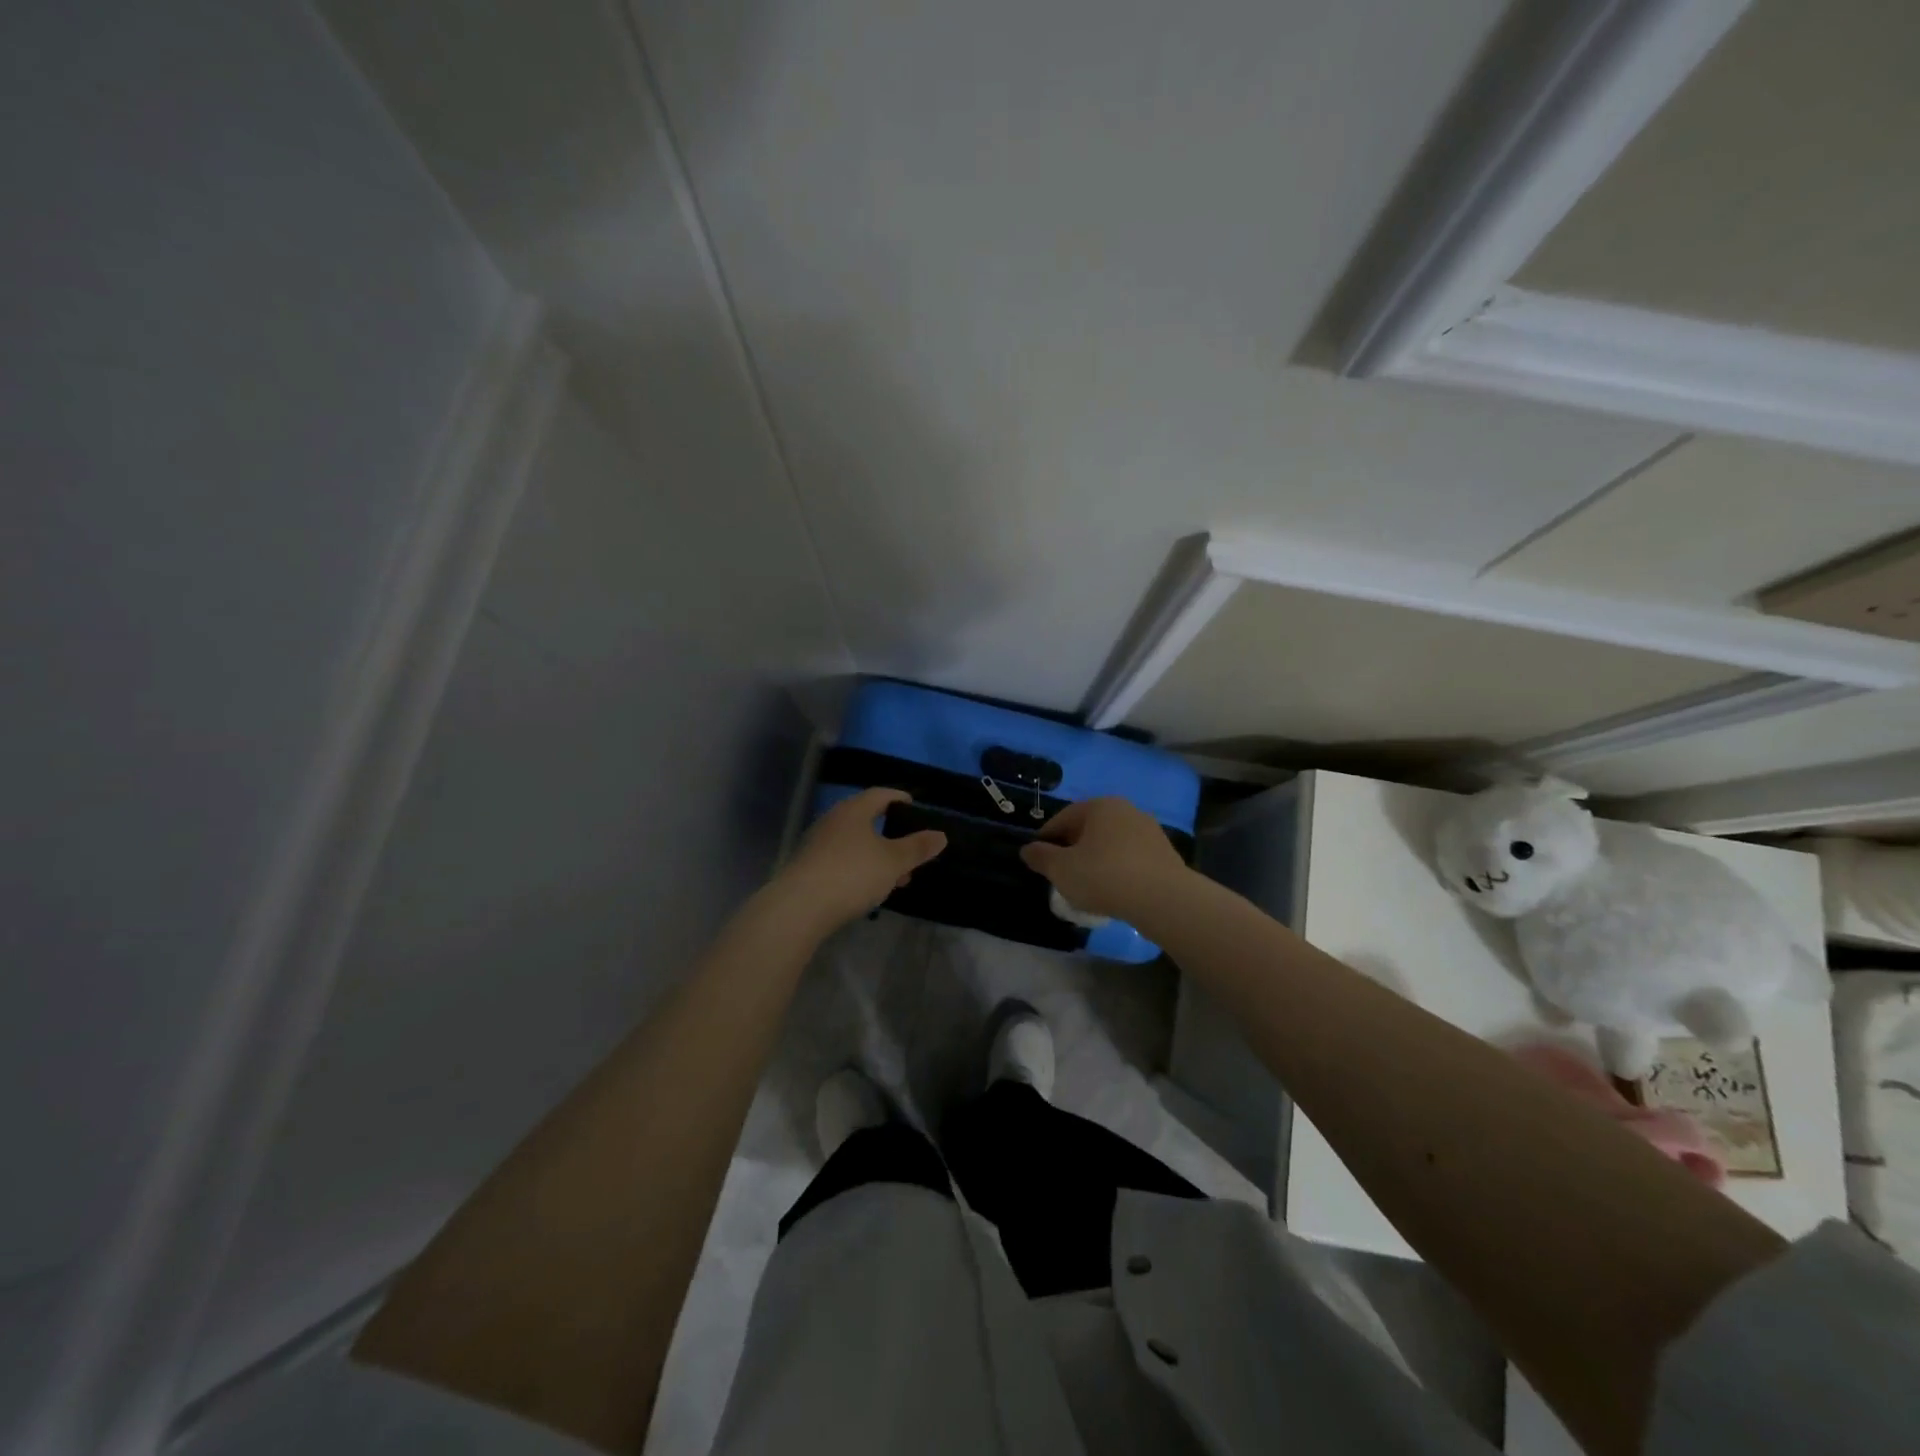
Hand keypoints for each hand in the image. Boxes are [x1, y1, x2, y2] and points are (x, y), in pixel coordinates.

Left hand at [772, 788, 946, 936]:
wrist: (800, 907)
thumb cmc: (852, 874)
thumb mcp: (893, 861)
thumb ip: (917, 847)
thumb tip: (941, 835)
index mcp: (853, 810)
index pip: (880, 794)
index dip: (900, 798)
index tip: (915, 808)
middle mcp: (833, 820)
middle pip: (866, 819)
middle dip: (891, 834)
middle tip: (911, 850)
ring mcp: (817, 844)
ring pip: (855, 843)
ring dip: (877, 855)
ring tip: (897, 877)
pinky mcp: (809, 867)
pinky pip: (842, 860)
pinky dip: (860, 868)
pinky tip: (870, 889)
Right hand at [1019, 797, 1188, 919]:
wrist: (1163, 899)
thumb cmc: (1104, 876)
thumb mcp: (1062, 870)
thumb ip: (1041, 857)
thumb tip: (1027, 849)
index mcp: (1099, 806)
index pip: (1063, 818)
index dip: (1046, 839)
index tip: (1038, 860)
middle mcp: (1126, 810)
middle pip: (1088, 829)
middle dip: (1072, 849)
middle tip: (1061, 873)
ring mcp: (1149, 830)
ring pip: (1111, 843)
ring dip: (1096, 859)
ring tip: (1086, 885)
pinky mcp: (1164, 853)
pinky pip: (1130, 858)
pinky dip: (1117, 869)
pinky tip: (1113, 890)